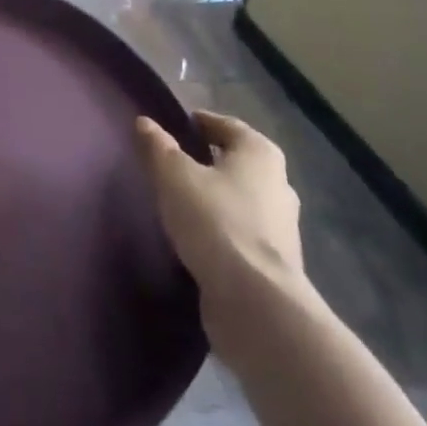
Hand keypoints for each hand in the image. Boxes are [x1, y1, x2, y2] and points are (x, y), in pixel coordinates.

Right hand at [136, 110, 316, 362]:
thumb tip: (144, 122)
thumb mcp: (174, 176)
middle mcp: (279, 184)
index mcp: (260, 153)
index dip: (199, 123)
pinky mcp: (275, 263)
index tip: (174, 126)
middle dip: (208, 161)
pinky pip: (241, 232)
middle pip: (237, 162)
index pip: (226, 125)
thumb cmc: (216, 221)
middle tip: (173, 163)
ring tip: (180, 201)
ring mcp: (282, 227)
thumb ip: (158, 147)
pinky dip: (221, 229)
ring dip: (215, 198)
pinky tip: (196, 237)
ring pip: (241, 199)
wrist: (256, 303)